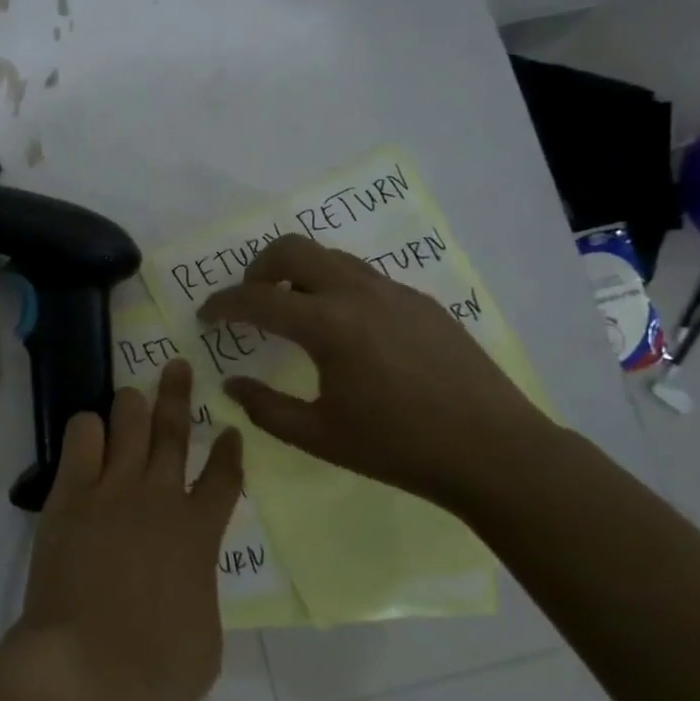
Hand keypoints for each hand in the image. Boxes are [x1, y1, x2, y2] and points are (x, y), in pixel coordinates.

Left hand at [8, 359, 243, 700]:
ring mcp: (112, 492)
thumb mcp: (206, 634)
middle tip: (178, 366)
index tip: (230, 429)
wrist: (87, 672)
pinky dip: (88, 429)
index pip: (223, 478)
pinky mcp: (70, 497)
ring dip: (132, 405)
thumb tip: (186, 573)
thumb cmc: (157, 669)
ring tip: (131, 394)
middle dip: (179, 394)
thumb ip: (200, 587)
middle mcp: (159, 499)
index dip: (229, 450)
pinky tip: (90, 431)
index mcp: (200, 534)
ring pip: (128, 424)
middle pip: (174, 431)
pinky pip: (81, 441)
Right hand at [198, 235, 550, 507]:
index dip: (222, 304)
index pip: (257, 299)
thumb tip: (231, 384)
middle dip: (257, 268)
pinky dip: (335, 288)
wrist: (493, 451)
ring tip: (293, 312)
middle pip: (292, 249)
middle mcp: (358, 293)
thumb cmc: (398, 448)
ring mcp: (394, 292)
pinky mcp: (421, 302)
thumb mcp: (318, 436)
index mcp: (328, 326)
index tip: (205, 316)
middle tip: (250, 301)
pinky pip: (363, 278)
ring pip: (330, 257)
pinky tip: (345, 332)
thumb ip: (264, 408)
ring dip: (298, 274)